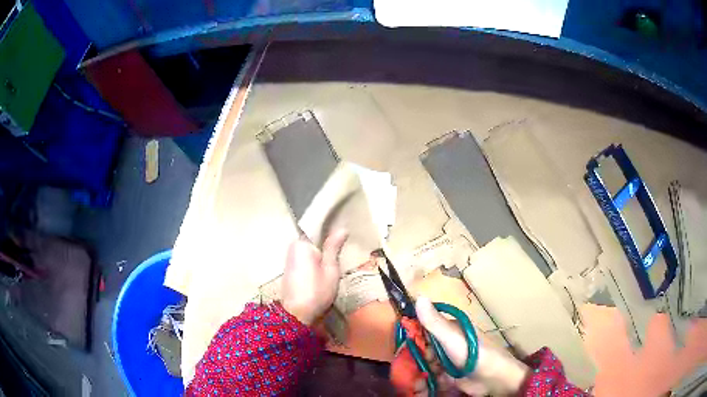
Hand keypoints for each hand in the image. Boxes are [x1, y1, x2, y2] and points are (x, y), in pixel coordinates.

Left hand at [281, 230, 347, 324]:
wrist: (297, 313)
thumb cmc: (317, 291)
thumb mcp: (330, 269)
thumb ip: (333, 247)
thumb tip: (342, 228)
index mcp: (302, 244)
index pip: (318, 229)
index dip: (332, 232)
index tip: (345, 236)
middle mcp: (293, 247)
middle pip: (314, 240)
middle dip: (327, 245)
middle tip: (343, 251)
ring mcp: (290, 258)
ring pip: (310, 250)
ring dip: (322, 254)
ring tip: (337, 258)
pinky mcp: (290, 268)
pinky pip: (305, 258)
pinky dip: (315, 261)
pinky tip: (324, 268)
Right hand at [415, 297, 529, 395]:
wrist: (493, 378)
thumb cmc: (474, 354)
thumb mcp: (452, 338)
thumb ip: (434, 322)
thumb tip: (418, 297)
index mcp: (447, 331)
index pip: (422, 330)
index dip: (410, 338)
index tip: (400, 348)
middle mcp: (445, 345)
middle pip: (421, 351)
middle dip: (412, 362)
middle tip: (404, 372)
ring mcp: (446, 363)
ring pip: (424, 367)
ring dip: (417, 376)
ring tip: (413, 385)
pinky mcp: (447, 378)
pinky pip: (430, 380)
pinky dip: (424, 385)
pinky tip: (420, 390)